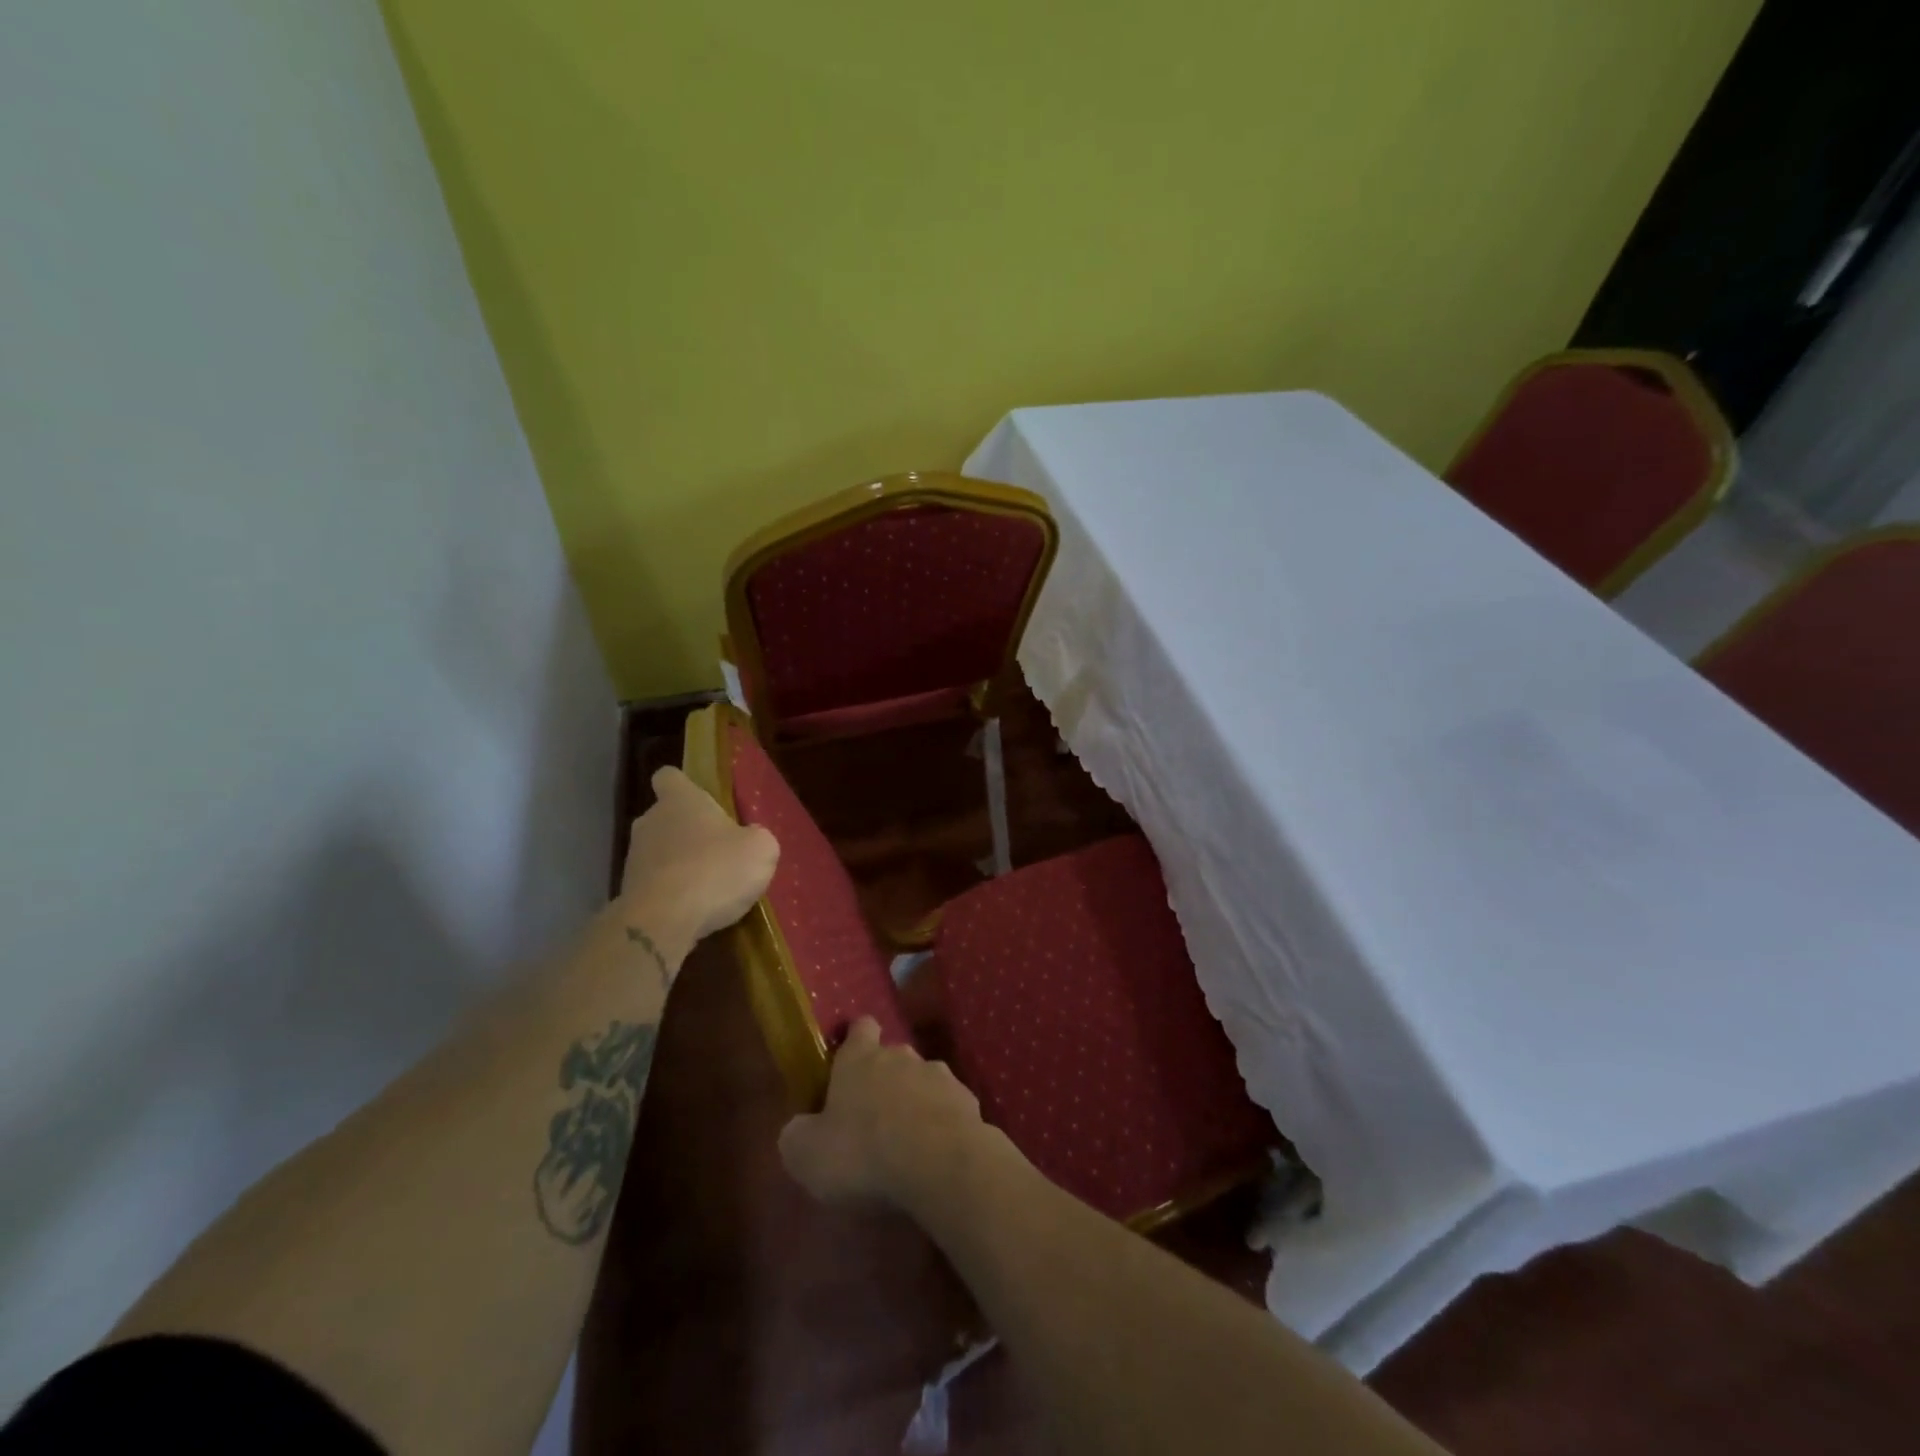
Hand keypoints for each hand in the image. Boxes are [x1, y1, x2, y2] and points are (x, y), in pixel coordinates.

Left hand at [621, 766, 778, 945]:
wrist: (663, 922)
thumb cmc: (716, 870)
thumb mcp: (761, 849)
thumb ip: (756, 837)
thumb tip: (748, 838)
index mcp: (680, 800)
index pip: (669, 776)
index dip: (684, 786)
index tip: (702, 801)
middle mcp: (650, 821)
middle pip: (666, 817)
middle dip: (688, 831)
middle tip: (719, 851)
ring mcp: (634, 858)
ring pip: (660, 852)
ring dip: (680, 864)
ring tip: (709, 887)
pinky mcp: (628, 892)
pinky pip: (655, 884)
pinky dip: (672, 893)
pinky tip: (694, 910)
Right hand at [779, 1018, 995, 1212]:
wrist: (940, 1164)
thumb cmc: (864, 1153)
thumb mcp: (807, 1155)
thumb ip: (798, 1135)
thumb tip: (800, 1128)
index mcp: (860, 1059)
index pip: (860, 1028)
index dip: (856, 1039)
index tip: (850, 1057)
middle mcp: (901, 1056)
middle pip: (892, 1056)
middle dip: (885, 1078)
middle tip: (873, 1115)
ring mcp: (940, 1075)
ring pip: (923, 1080)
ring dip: (915, 1101)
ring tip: (907, 1139)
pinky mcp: (968, 1101)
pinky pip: (949, 1108)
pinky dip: (941, 1123)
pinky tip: (935, 1153)